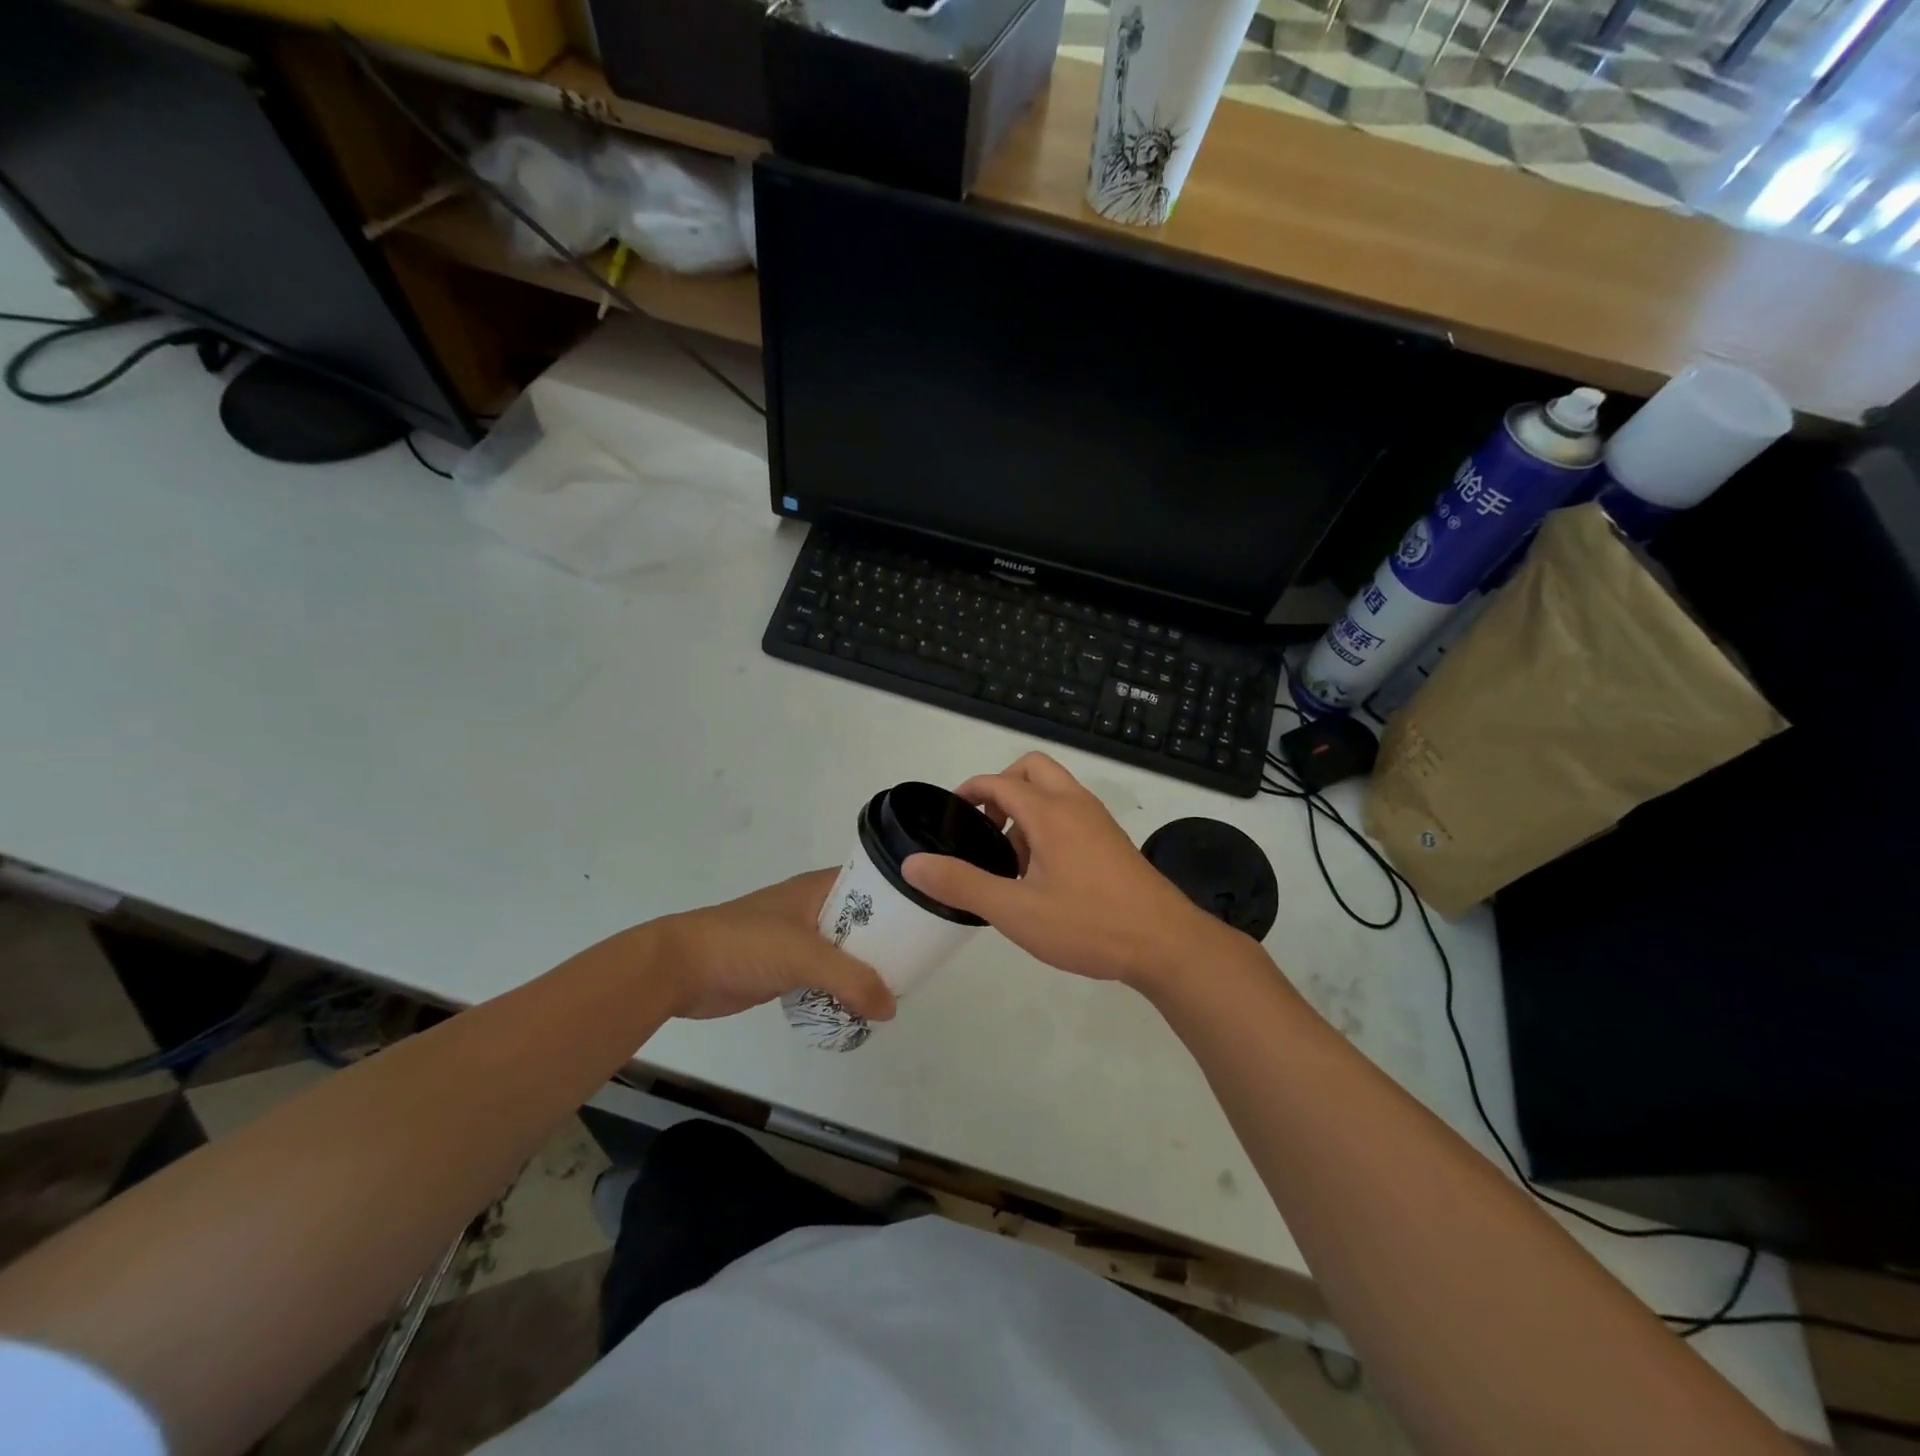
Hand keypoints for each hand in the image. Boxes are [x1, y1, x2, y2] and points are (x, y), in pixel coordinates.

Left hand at [651, 870, 896, 1021]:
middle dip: (888, 941)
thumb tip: (892, 1008)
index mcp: (819, 888)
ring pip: (845, 951)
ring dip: (864, 969)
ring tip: (898, 988)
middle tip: (920, 963)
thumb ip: (851, 980)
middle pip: (862, 921)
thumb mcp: (804, 955)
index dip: (900, 898)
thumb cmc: (745, 944)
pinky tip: (860, 1007)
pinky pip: (825, 975)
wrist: (680, 969)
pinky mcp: (784, 968)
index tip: (929, 919)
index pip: (872, 884)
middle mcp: (813, 908)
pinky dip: (841, 988)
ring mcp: (798, 939)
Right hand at [901, 752, 1237, 992]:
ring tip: (1010, 859)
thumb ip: (962, 884)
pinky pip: (1071, 812)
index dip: (970, 790)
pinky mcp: (1113, 841)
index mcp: (1050, 813)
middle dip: (1001, 788)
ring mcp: (1099, 821)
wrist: (1165, 944)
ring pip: (1055, 790)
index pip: (1000, 781)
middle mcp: (1076, 805)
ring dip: (1026, 808)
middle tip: (985, 828)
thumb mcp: (1015, 910)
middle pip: (1032, 769)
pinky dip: (1048, 823)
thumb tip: (913, 864)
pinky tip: (1042, 874)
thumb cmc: (1088, 924)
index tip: (950, 815)